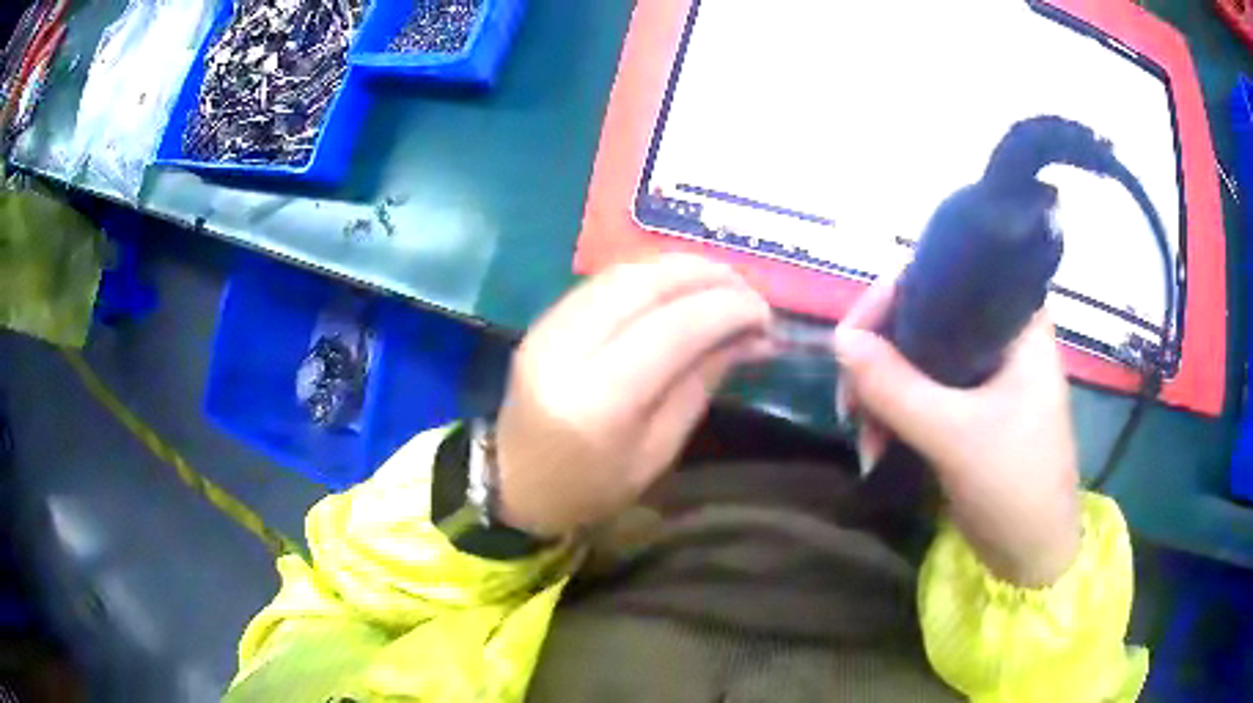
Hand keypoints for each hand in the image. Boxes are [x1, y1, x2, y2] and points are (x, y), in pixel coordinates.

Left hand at [495, 256, 773, 537]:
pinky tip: (680, 285)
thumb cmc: (592, 487)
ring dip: (680, 268)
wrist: (515, 483)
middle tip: (749, 290)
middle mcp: (567, 351)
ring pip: (623, 273)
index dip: (726, 310)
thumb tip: (750, 335)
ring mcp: (548, 328)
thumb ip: (701, 382)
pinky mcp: (543, 319)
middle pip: (645, 285)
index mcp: (598, 402)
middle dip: (707, 276)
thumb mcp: (658, 450)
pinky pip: (604, 281)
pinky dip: (650, 275)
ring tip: (723, 282)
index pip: (673, 329)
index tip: (764, 314)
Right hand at [834, 282, 1080, 585]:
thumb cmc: (1016, 485)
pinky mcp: (969, 407)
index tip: (852, 340)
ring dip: (880, 394)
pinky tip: (875, 447)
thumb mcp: (955, 435)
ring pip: (915, 357)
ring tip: (864, 440)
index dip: (891, 297)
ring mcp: (983, 372)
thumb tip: (839, 341)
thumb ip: (897, 387)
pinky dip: (892, 414)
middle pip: (922, 316)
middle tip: (851, 401)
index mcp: (1015, 321)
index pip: (944, 276)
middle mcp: (999, 335)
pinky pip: (919, 391)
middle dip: (878, 357)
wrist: (1033, 554)